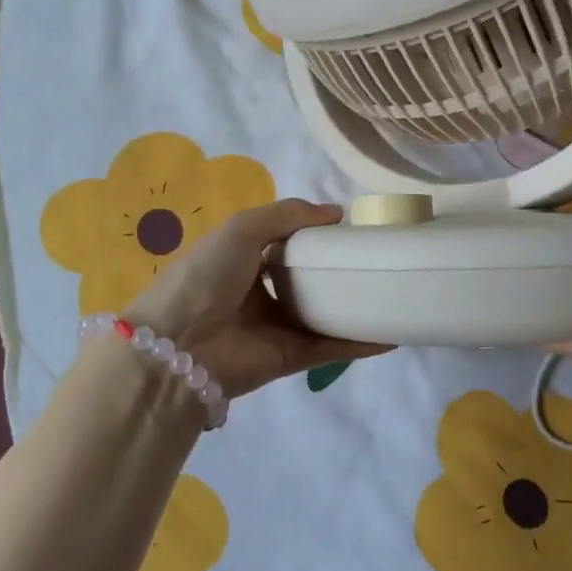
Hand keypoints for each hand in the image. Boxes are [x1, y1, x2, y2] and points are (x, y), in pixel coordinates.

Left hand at [124, 199, 389, 396]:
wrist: (178, 347)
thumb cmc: (205, 276)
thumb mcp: (242, 228)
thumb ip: (288, 214)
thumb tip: (336, 212)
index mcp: (243, 259)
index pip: (287, 243)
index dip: (316, 234)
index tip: (352, 227)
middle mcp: (260, 292)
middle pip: (308, 279)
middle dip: (339, 270)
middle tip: (379, 257)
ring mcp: (276, 326)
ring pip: (324, 314)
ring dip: (355, 306)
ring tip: (393, 291)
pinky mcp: (290, 358)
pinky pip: (331, 347)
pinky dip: (360, 343)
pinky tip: (393, 334)